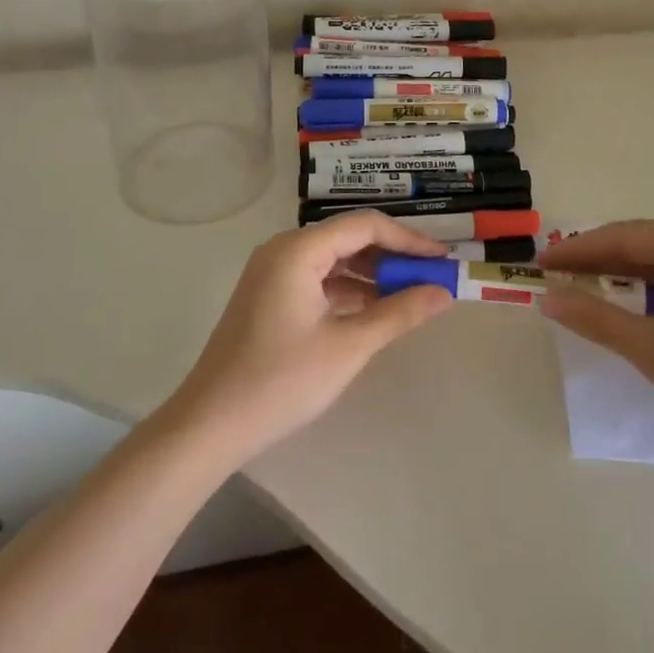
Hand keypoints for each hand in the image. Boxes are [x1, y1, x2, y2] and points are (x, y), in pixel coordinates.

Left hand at [165, 212, 453, 466]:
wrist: (209, 426)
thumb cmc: (281, 381)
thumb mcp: (348, 347)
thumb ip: (399, 313)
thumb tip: (444, 293)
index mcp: (298, 249)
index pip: (365, 226)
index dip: (408, 239)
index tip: (441, 259)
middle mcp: (283, 250)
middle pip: (348, 238)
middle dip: (392, 256)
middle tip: (431, 277)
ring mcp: (273, 273)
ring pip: (334, 260)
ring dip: (371, 275)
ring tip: (410, 295)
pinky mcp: (269, 296)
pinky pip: (318, 280)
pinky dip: (348, 291)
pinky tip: (374, 311)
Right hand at [541, 220, 653, 460]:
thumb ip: (599, 320)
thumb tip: (550, 297)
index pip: (625, 236)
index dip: (580, 249)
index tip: (543, 264)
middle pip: (645, 244)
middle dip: (599, 259)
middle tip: (559, 276)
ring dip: (625, 275)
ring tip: (587, 290)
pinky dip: (652, 291)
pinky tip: (636, 308)